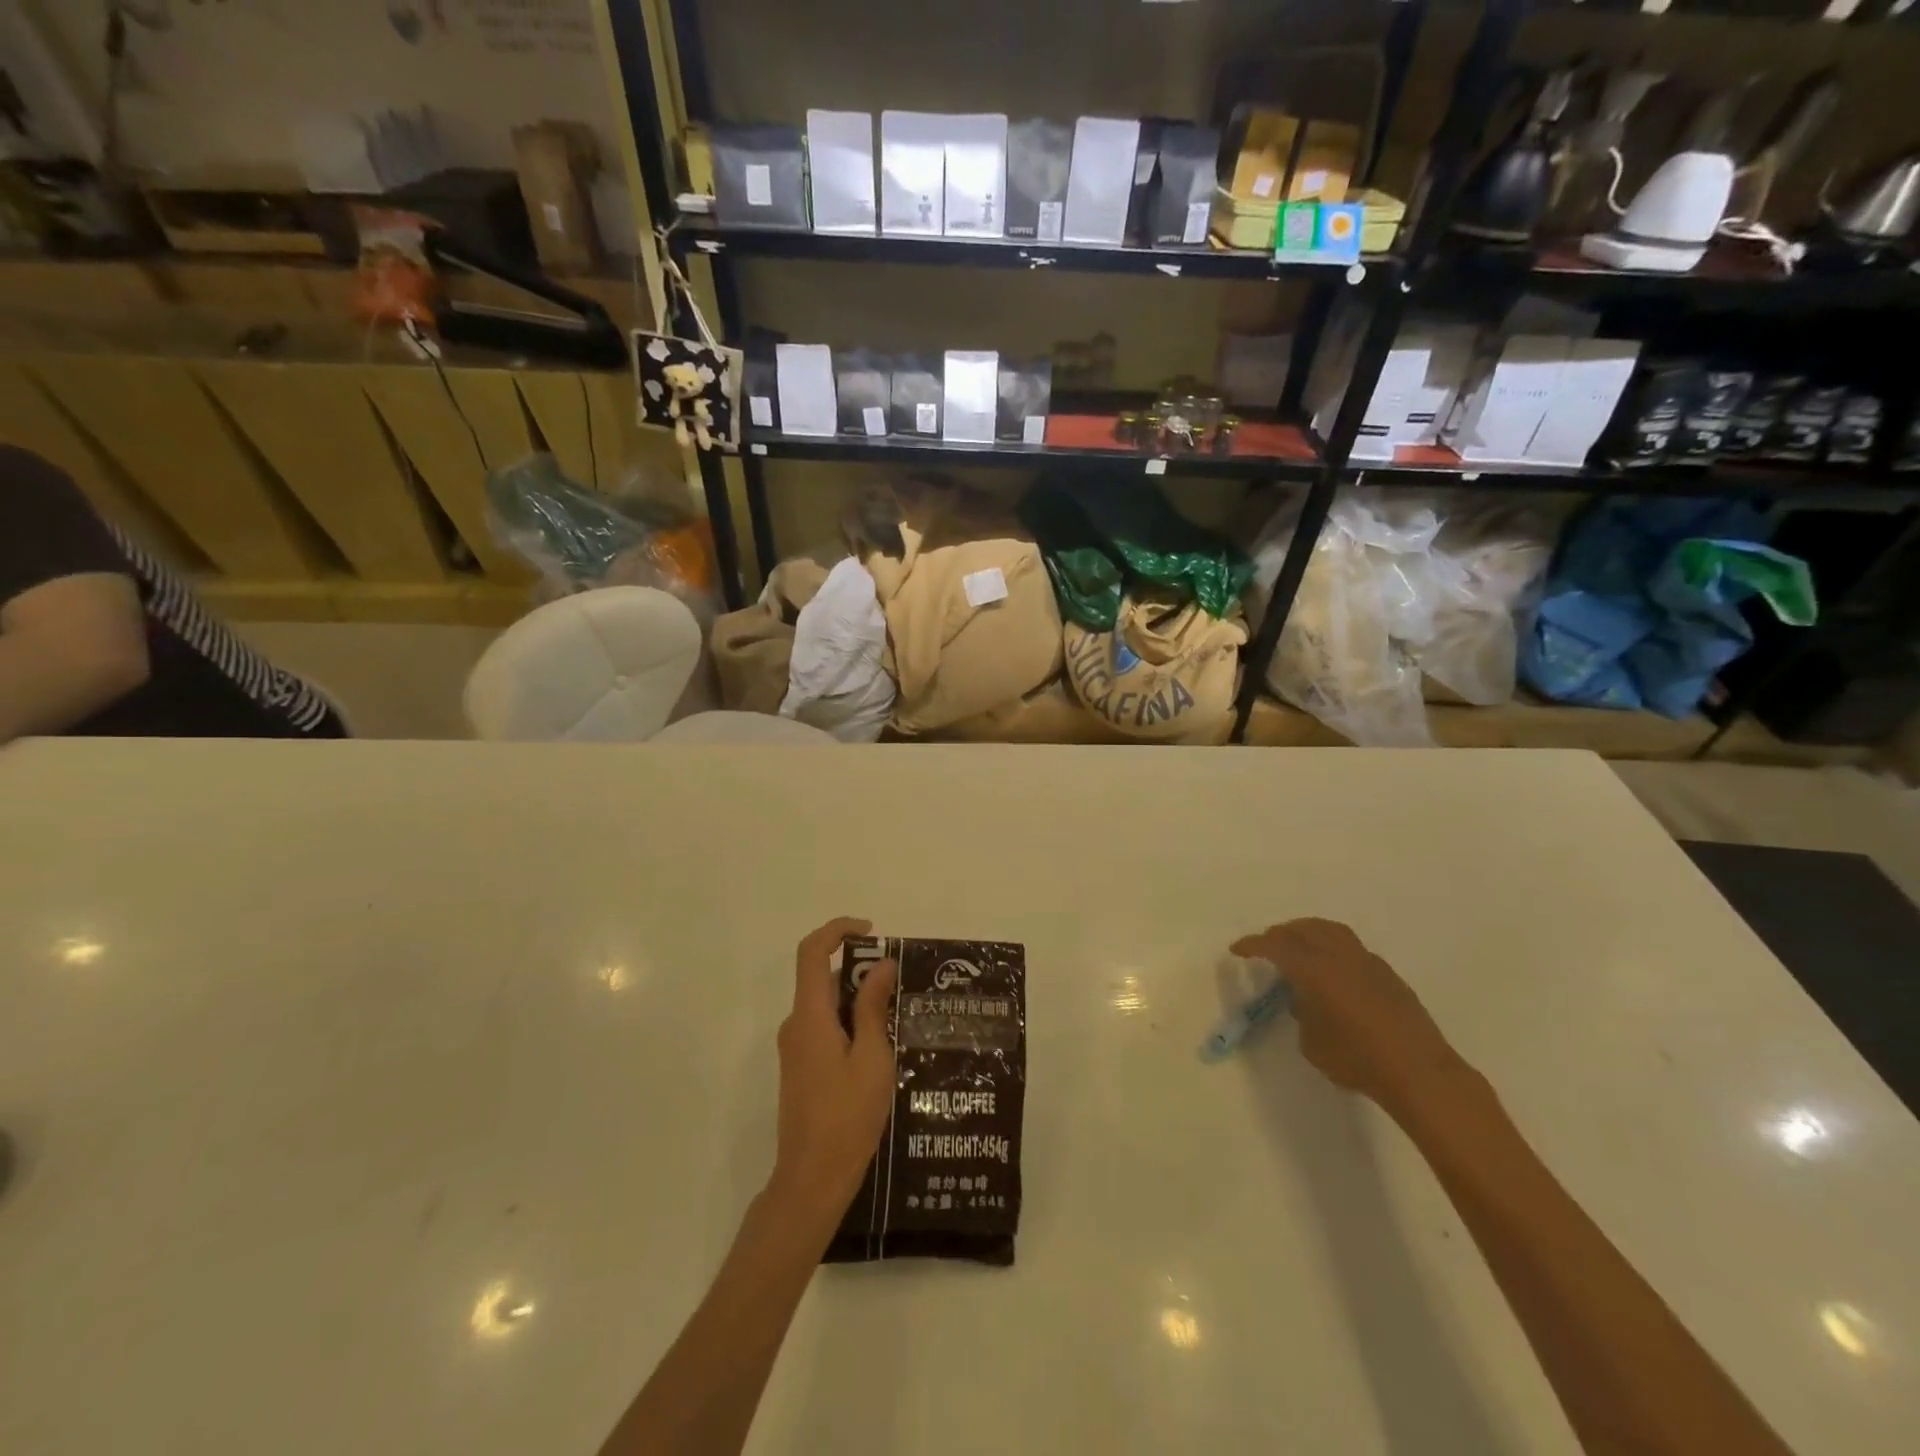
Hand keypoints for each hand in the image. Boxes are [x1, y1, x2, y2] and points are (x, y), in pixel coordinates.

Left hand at [767, 917, 898, 1229]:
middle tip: (901, 987)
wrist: (812, 1180)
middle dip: (861, 972)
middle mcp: (796, 1024)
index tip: (872, 931)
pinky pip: (825, 1028)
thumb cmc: (847, 1117)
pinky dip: (851, 1024)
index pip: (812, 952)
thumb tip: (881, 965)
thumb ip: (874, 1008)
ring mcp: (795, 1048)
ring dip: (860, 1002)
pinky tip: (882, 1049)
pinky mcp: (801, 1068)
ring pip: (827, 1005)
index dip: (838, 930)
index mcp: (809, 1016)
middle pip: (824, 978)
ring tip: (899, 1020)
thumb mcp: (872, 1058)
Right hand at [1231, 918, 1459, 1118]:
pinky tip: (1332, 970)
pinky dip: (1333, 948)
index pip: (1275, 946)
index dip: (1253, 945)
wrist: (1419, 1073)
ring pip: (1331, 931)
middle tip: (1268, 945)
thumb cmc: (1357, 1060)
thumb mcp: (1312, 1043)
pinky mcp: (1388, 975)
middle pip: (1304, 929)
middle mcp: (1339, 956)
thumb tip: (1305, 1001)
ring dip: (1309, 932)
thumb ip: (1302, 1013)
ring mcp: (1368, 962)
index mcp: (1314, 969)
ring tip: (1298, 946)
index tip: (1237, 950)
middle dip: (1281, 933)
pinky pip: (1352, 948)